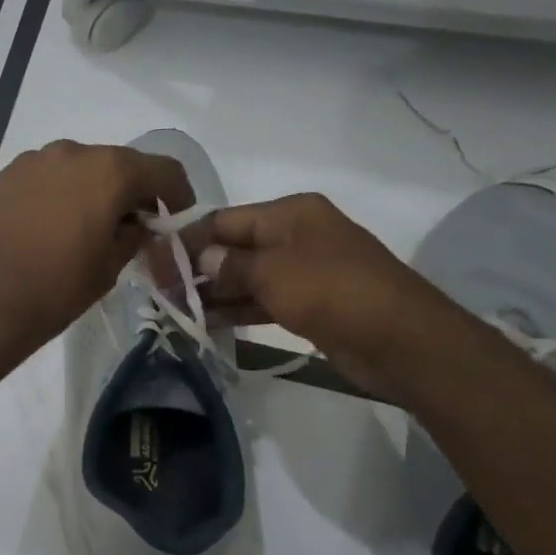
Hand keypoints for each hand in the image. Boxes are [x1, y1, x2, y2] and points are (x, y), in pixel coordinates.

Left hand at [0, 141, 193, 365]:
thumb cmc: (59, 288)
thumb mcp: (112, 265)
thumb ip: (135, 235)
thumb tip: (138, 224)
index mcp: (110, 171)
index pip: (162, 169)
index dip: (176, 193)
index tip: (176, 216)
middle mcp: (73, 152)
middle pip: (118, 163)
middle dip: (131, 190)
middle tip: (133, 224)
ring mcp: (34, 160)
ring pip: (80, 166)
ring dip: (93, 188)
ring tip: (89, 224)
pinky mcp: (6, 175)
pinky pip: (47, 176)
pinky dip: (60, 191)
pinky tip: (54, 223)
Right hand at [174, 193, 464, 398]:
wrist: (402, 341)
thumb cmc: (333, 291)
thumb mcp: (273, 272)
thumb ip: (230, 265)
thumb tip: (201, 259)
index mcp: (290, 214)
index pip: (224, 220)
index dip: (188, 239)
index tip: (153, 260)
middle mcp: (295, 236)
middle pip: (233, 247)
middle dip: (196, 268)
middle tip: (159, 290)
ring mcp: (303, 271)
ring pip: (245, 277)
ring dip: (212, 292)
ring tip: (174, 309)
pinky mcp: (308, 304)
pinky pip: (261, 300)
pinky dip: (236, 309)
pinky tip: (205, 322)